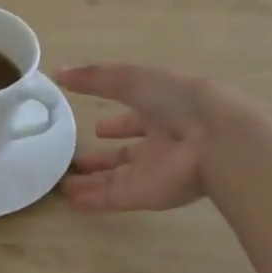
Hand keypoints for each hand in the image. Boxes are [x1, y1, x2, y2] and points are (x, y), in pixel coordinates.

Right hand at [56, 64, 213, 212]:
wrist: (213, 138)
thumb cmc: (175, 99)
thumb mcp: (131, 78)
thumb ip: (94, 77)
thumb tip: (58, 73)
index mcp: (161, 110)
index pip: (134, 119)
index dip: (116, 123)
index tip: (95, 127)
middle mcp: (159, 142)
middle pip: (126, 153)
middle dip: (103, 155)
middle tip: (75, 159)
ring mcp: (153, 170)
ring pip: (117, 178)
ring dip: (93, 181)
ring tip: (64, 184)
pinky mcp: (146, 194)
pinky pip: (115, 197)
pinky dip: (93, 199)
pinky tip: (70, 199)